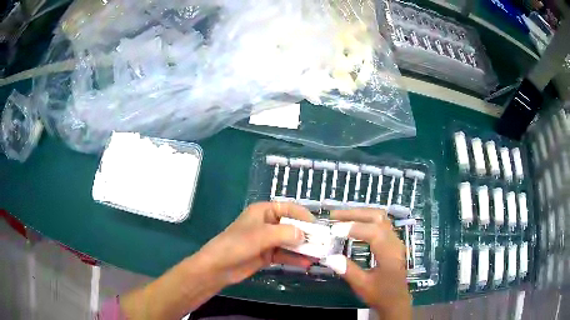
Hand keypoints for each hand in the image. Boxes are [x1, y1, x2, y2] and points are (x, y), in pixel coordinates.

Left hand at [194, 201, 315, 284]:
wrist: (218, 267)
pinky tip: (306, 264)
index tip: (318, 226)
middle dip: (306, 235)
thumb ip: (284, 233)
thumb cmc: (236, 245)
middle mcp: (267, 224)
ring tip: (318, 255)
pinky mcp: (267, 255)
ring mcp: (267, 240)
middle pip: (292, 226)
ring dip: (303, 248)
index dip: (304, 216)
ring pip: (290, 242)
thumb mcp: (261, 236)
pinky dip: (295, 258)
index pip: (289, 208)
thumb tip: (304, 234)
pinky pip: (285, 254)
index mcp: (263, 212)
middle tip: (323, 244)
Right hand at [323, 209, 410, 318]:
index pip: (374, 232)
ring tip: (340, 216)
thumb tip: (329, 256)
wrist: (396, 300)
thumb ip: (348, 270)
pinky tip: (353, 223)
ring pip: (380, 217)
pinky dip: (365, 219)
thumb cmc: (381, 295)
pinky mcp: (392, 241)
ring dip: (360, 214)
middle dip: (355, 214)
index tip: (333, 230)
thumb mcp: (363, 286)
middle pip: (378, 217)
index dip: (353, 228)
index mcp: (390, 254)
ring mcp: (395, 240)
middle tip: (334, 215)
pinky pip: (380, 223)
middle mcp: (395, 242)